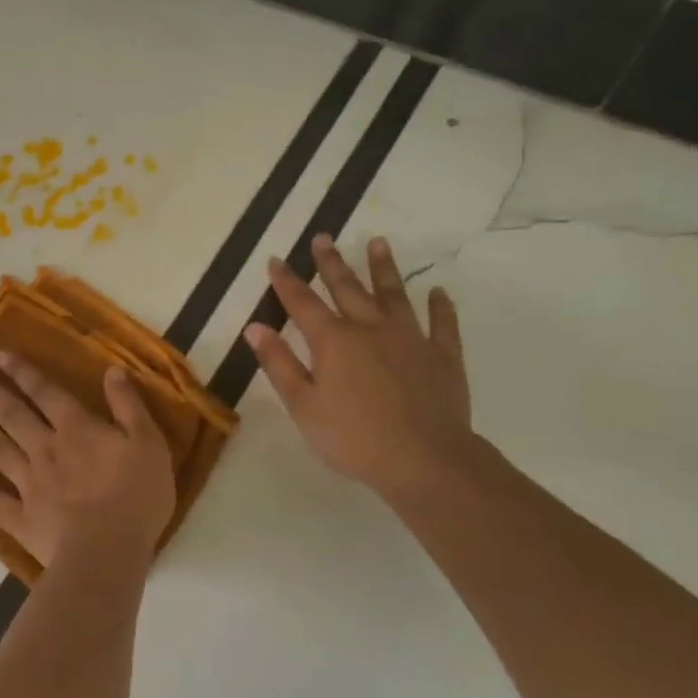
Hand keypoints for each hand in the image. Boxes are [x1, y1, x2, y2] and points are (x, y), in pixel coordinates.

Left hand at [0, 351, 176, 569]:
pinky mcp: (22, 519)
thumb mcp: (148, 442)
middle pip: (12, 414)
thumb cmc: (136, 495)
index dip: (23, 372)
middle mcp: (45, 448)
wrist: (108, 551)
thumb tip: (112, 370)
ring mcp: (29, 484)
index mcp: (76, 429)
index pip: (45, 393)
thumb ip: (128, 405)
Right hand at [245, 233, 478, 509]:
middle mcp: (370, 328)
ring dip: (383, 268)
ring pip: (394, 294)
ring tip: (377, 243)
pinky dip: (441, 307)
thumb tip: (254, 327)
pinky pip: (442, 324)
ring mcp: (410, 338)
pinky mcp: (443, 355)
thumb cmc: (355, 438)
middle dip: (331, 262)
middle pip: (347, 287)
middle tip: (323, 237)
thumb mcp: (304, 406)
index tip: (276, 259)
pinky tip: (439, 292)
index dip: (286, 280)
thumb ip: (279, 364)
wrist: (426, 460)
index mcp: (333, 341)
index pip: (302, 302)